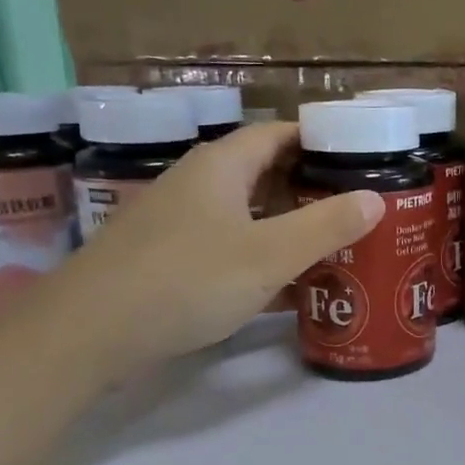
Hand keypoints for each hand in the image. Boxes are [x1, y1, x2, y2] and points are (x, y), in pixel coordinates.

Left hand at [43, 122, 381, 366]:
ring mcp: (176, 221)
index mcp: (221, 165)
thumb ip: (326, 226)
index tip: (359, 160)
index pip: (278, 133)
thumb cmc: (187, 279)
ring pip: (244, 213)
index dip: (319, 141)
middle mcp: (197, 183)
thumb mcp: (269, 254)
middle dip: (309, 188)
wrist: (90, 331)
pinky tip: (282, 285)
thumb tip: (374, 198)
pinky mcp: (165, 257)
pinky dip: (257, 256)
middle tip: (354, 210)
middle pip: (263, 173)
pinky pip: (225, 245)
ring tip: (330, 245)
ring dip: (285, 226)